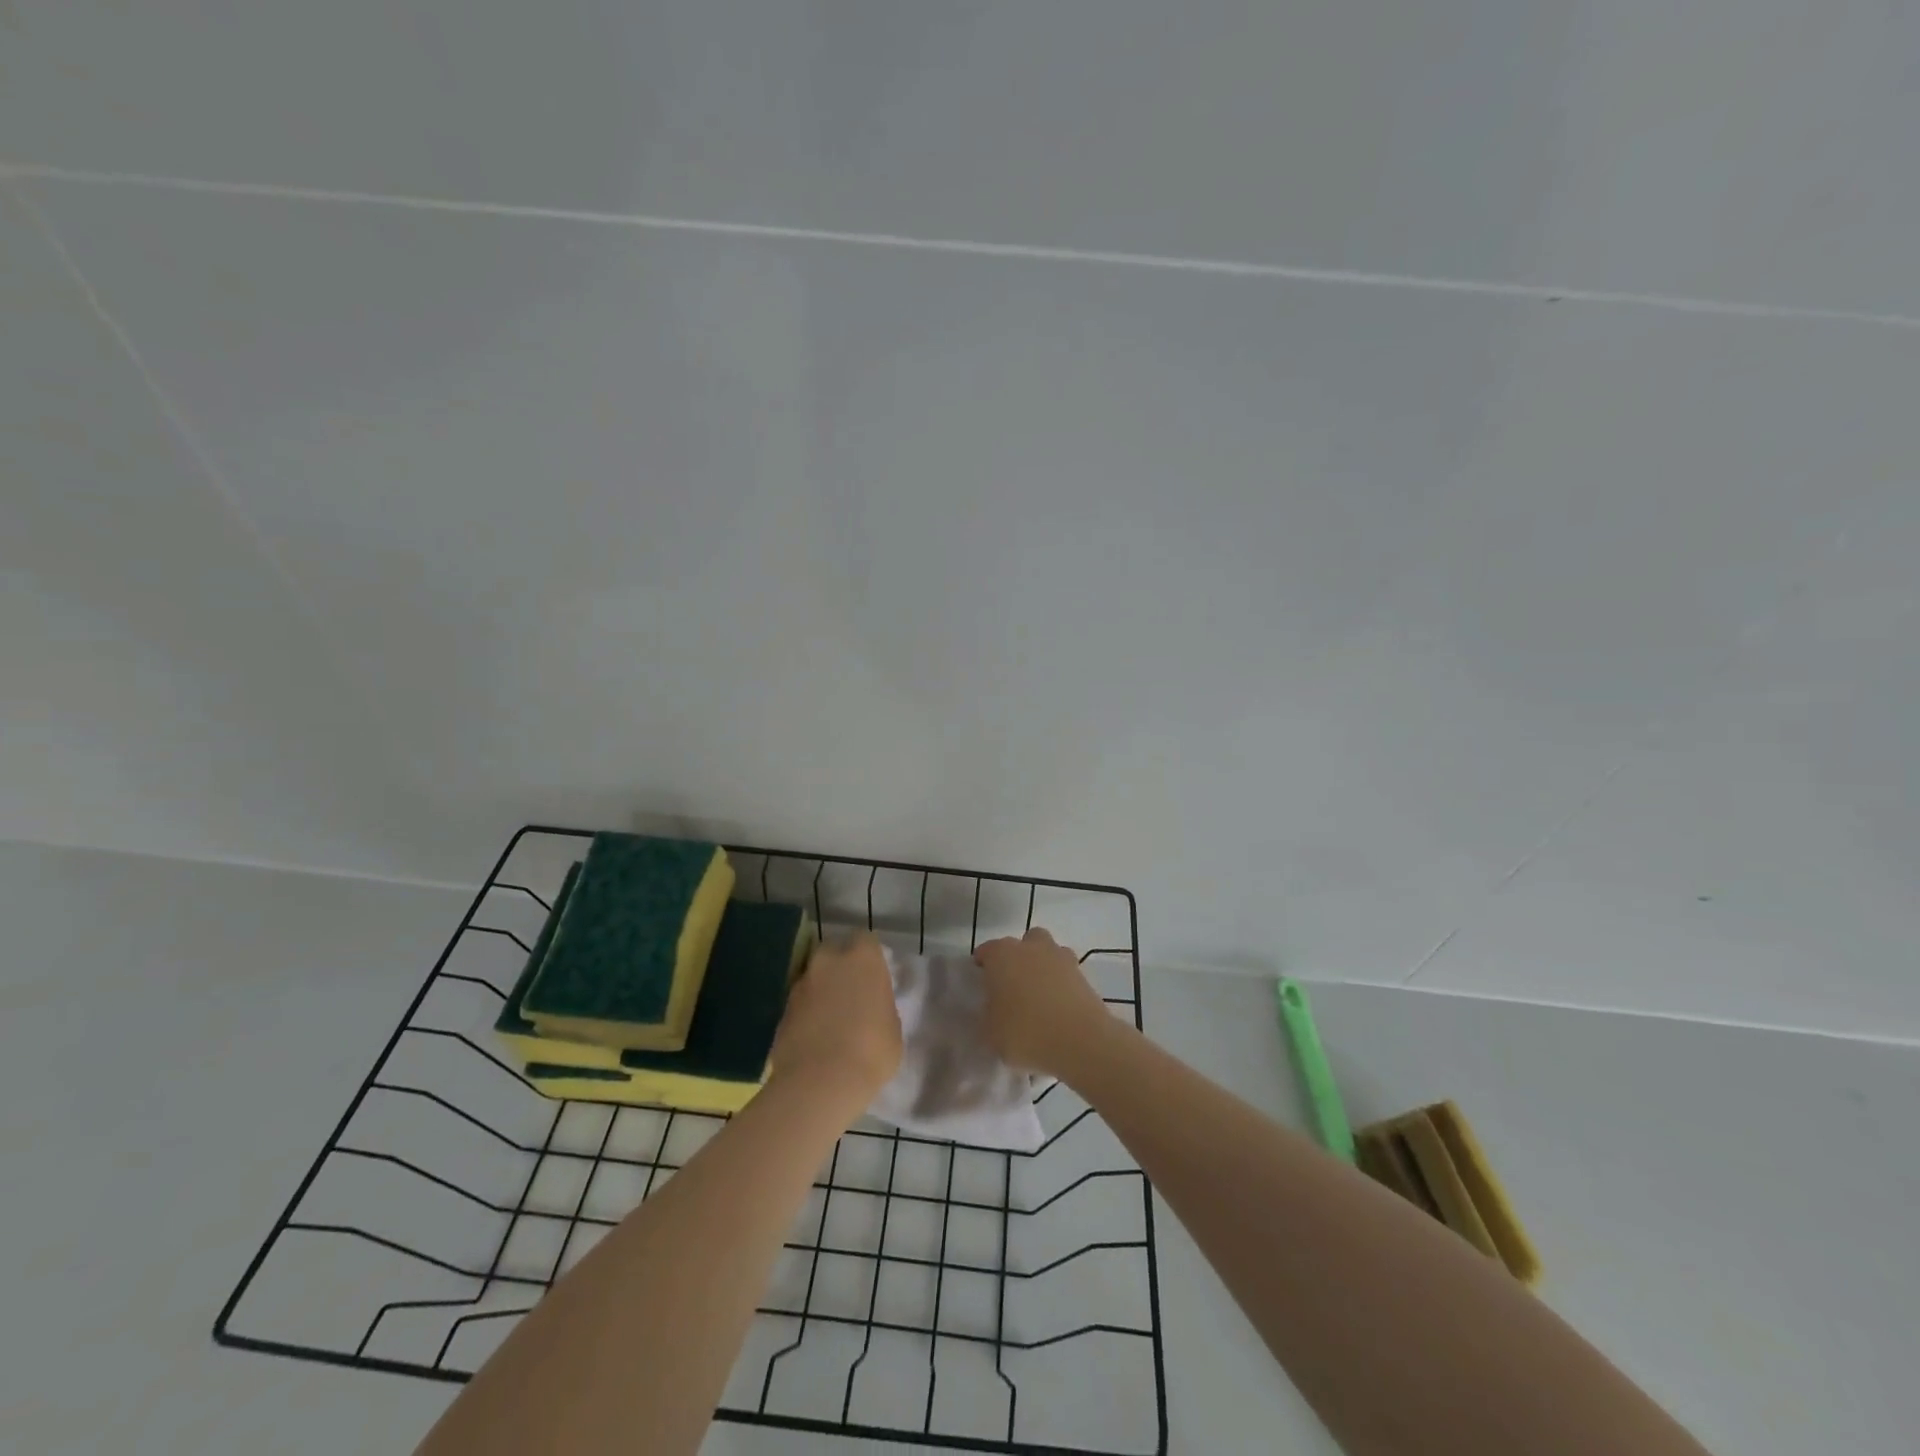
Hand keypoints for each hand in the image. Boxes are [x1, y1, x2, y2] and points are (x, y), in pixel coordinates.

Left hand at [770, 932, 902, 1112]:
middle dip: (840, 966)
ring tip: (831, 1019)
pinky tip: (814, 1036)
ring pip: (813, 976)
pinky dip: (806, 1012)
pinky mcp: (781, 1009)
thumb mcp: (892, 1028)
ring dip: (821, 990)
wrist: (820, 1082)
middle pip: (834, 951)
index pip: (866, 940)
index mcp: (862, 957)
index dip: (869, 957)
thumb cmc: (871, 1051)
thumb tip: (872, 1007)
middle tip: (851, 993)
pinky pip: (800, 1002)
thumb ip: (881, 1006)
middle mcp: (828, 961)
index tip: (874, 976)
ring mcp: (801, 983)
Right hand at [974, 927, 1114, 1080]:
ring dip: (1042, 967)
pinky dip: (1061, 985)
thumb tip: (993, 1009)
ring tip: (1039, 997)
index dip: (983, 966)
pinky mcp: (1083, 974)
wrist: (1081, 1041)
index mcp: (1002, 955)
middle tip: (1013, 987)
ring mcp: (1061, 958)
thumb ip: (988, 1015)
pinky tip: (1058, 1008)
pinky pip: (1066, 974)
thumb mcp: (990, 1032)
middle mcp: (1031, 947)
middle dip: (1017, 959)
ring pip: (1048, 953)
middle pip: (1022, 944)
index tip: (982, 984)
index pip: (986, 951)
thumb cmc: (1025, 1032)